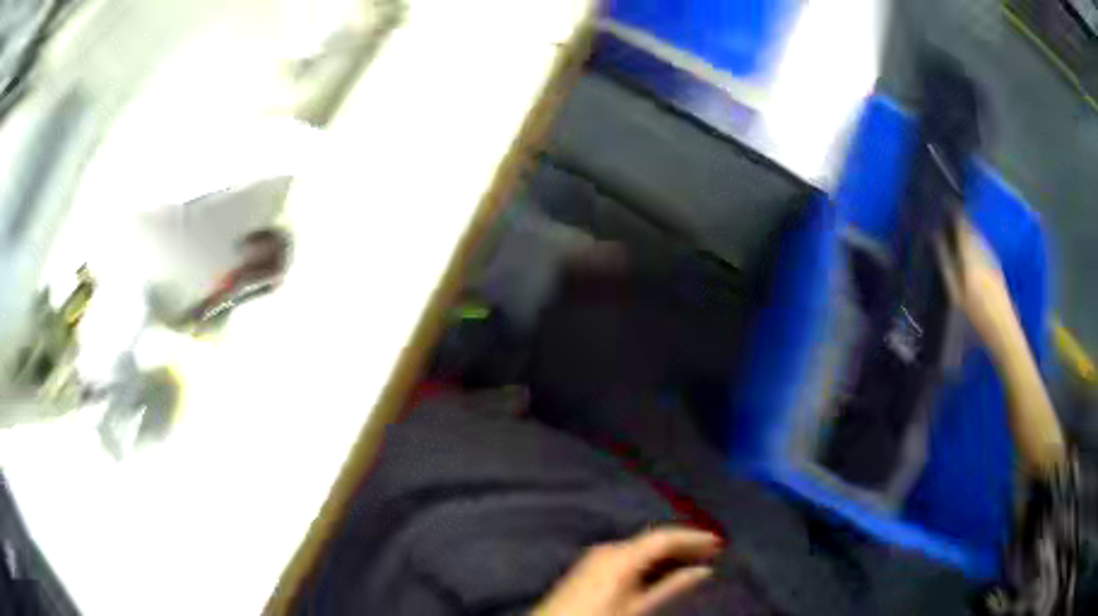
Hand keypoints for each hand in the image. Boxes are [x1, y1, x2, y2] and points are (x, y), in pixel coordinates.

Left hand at [533, 527, 719, 615]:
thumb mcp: (637, 608)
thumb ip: (671, 587)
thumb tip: (704, 571)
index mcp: (621, 555)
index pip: (664, 537)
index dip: (693, 537)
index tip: (719, 542)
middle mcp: (609, 548)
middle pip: (653, 539)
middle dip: (683, 544)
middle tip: (713, 551)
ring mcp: (597, 556)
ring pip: (641, 547)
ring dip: (668, 552)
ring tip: (696, 560)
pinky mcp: (592, 566)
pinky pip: (629, 555)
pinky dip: (650, 560)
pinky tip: (664, 570)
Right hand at [937, 218, 1014, 341]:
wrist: (1004, 332)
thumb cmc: (976, 317)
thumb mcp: (956, 295)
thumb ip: (947, 265)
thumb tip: (935, 238)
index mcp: (970, 255)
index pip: (961, 227)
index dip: (954, 215)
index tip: (945, 204)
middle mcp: (982, 252)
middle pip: (971, 230)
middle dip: (962, 222)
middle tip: (951, 215)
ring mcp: (991, 259)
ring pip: (979, 238)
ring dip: (970, 231)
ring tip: (961, 228)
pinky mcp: (997, 269)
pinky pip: (985, 247)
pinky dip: (977, 243)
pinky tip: (974, 248)